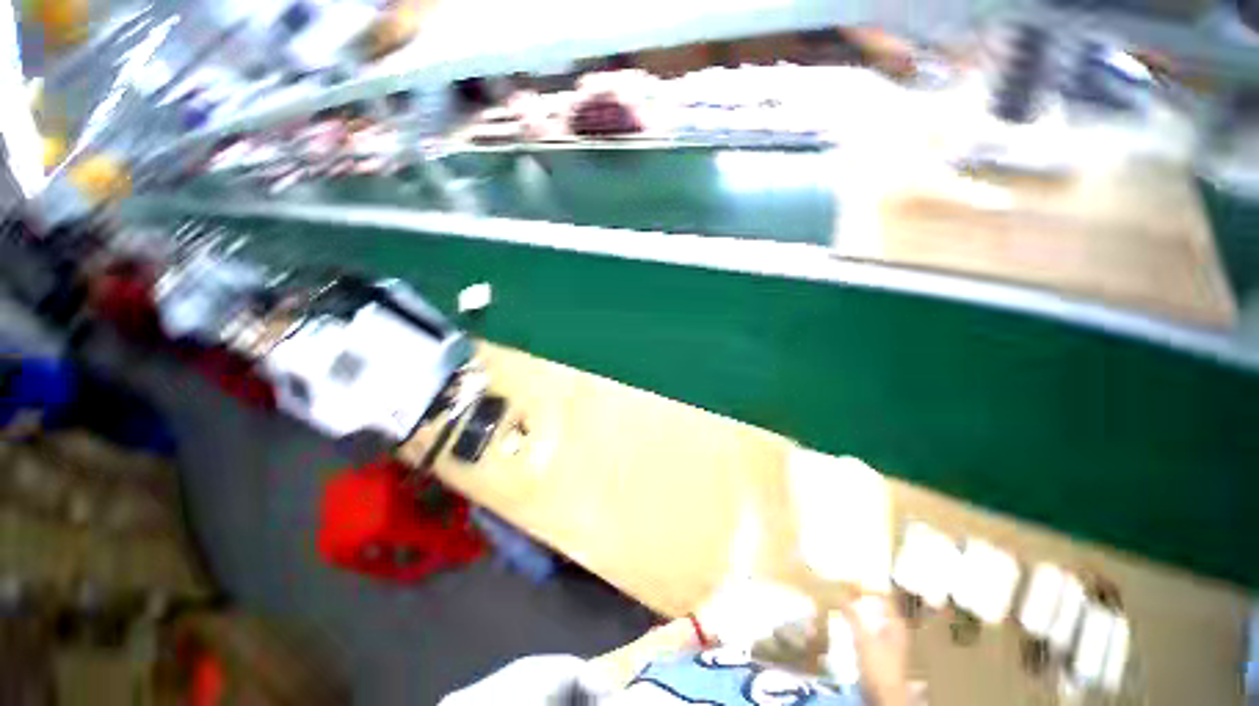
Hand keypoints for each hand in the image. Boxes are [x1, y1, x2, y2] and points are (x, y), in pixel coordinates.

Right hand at [840, 595, 910, 705]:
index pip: (886, 597)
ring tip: (839, 600)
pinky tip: (843, 622)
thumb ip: (853, 616)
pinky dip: (856, 623)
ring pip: (871, 619)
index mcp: (896, 624)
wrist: (883, 696)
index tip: (854, 575)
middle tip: (842, 585)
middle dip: (861, 597)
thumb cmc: (879, 666)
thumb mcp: (864, 639)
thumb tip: (841, 594)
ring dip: (857, 610)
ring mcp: (887, 642)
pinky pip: (866, 630)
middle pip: (877, 607)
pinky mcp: (878, 652)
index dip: (871, 585)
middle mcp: (894, 630)